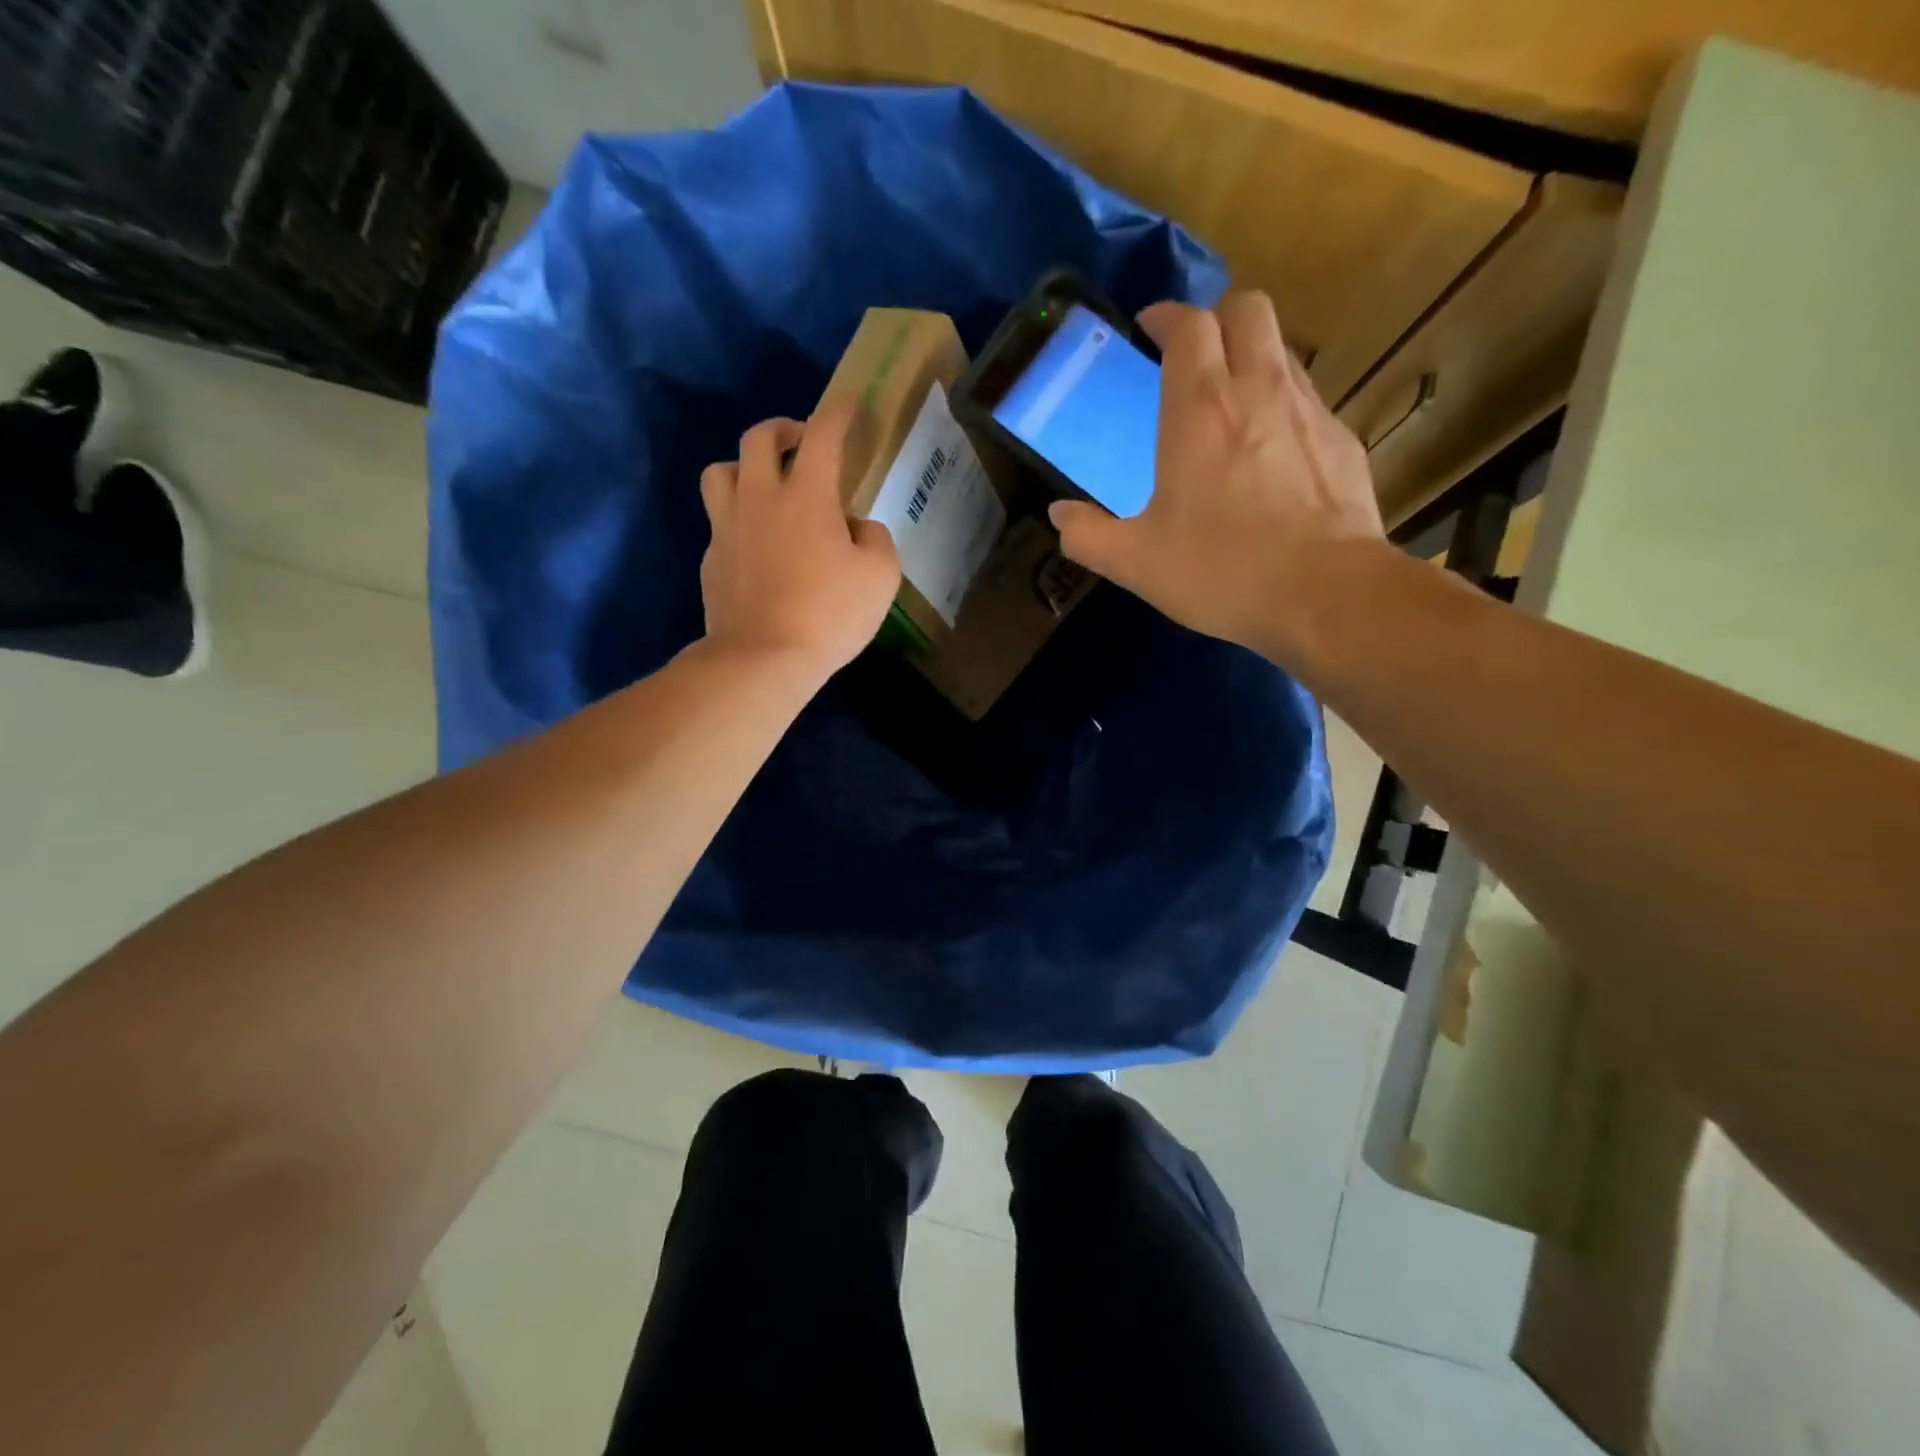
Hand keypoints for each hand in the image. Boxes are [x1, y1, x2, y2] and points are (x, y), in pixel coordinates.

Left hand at [699, 403, 900, 681]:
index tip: (848, 404)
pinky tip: (756, 545)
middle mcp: (759, 498)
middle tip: (801, 442)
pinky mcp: (711, 560)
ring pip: (721, 471)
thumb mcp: (881, 577)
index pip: (822, 434)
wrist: (762, 659)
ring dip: (744, 466)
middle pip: (758, 437)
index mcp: (806, 495)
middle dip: (783, 429)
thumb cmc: (829, 615)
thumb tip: (858, 529)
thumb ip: (876, 540)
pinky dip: (737, 520)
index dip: (837, 412)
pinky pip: (719, 522)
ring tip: (763, 485)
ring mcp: (727, 528)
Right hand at [1048, 291, 1387, 666]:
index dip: (1167, 316)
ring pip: (1282, 349)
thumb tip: (1059, 515)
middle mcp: (1259, 389)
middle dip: (1217, 316)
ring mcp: (1309, 410)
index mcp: (1200, 408)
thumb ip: (1088, 536)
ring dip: (1253, 356)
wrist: (1326, 594)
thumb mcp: (1136, 563)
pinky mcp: (1343, 440)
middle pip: (1247, 308)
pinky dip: (1283, 404)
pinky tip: (1272, 453)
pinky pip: (1308, 398)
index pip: (1188, 325)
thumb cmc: (1221, 570)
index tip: (1150, 328)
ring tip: (1230, 402)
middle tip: (1193, 354)